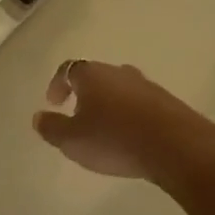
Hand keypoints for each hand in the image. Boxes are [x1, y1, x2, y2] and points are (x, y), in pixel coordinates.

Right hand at [33, 59, 214, 186]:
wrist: (175, 145)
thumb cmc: (115, 139)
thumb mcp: (73, 140)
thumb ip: (52, 128)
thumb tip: (38, 117)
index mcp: (91, 74)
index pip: (68, 69)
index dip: (58, 84)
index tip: (53, 102)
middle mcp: (118, 72)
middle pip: (95, 77)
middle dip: (85, 94)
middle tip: (78, 116)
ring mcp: (145, 85)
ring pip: (119, 89)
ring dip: (109, 105)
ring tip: (105, 129)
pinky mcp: (166, 101)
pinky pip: (140, 104)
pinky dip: (130, 115)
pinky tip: (131, 137)